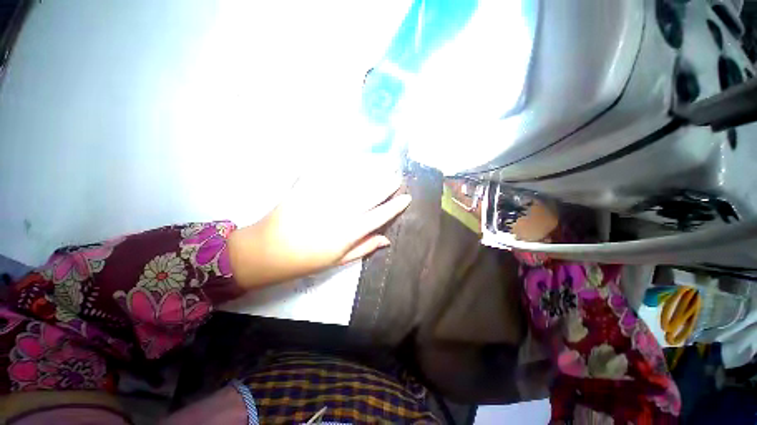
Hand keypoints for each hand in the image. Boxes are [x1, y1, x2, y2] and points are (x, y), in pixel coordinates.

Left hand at [228, 156, 410, 287]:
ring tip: (383, 162)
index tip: (407, 197)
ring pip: (353, 179)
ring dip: (371, 170)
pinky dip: (341, 161)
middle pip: (370, 194)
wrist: (268, 251)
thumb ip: (364, 248)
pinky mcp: (306, 186)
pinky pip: (328, 170)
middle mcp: (339, 213)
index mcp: (348, 233)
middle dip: (387, 183)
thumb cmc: (306, 259)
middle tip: (398, 174)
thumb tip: (387, 239)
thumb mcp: (338, 261)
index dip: (395, 206)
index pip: (379, 216)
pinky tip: (353, 155)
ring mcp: (323, 197)